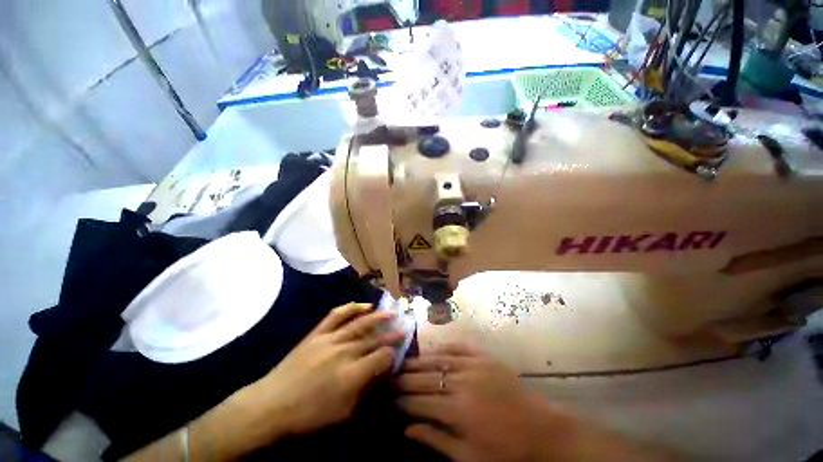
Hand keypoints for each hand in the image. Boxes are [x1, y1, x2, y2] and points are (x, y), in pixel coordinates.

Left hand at [238, 303, 404, 441]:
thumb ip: (365, 391)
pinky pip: (337, 315)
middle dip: (391, 333)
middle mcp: (344, 352)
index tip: (397, 352)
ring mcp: (330, 339)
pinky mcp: (318, 333)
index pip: (381, 357)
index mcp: (352, 374)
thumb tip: (381, 374)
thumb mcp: (342, 413)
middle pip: (374, 338)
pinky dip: (352, 307)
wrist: (271, 404)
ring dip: (378, 316)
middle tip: (403, 327)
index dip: (392, 353)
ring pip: (360, 323)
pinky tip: (363, 305)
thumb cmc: (308, 415)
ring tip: (390, 312)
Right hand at [396, 344, 564, 461]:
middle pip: (426, 378)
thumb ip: (436, 440)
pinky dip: (443, 348)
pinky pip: (458, 347)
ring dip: (420, 361)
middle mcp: (462, 382)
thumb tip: (407, 429)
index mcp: (458, 411)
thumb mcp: (469, 457)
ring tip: (404, 362)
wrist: (541, 430)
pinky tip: (433, 349)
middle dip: (405, 378)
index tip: (389, 397)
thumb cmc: (504, 451)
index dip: (403, 400)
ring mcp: (474, 365)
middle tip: (390, 376)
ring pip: (439, 359)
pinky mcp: (484, 357)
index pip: (420, 402)